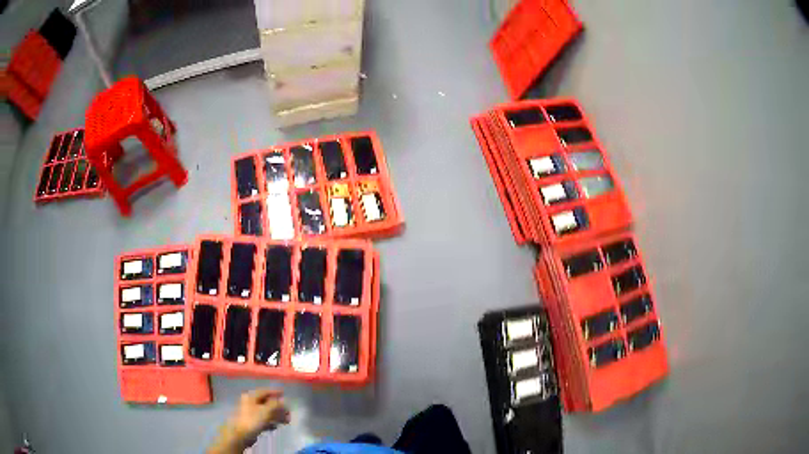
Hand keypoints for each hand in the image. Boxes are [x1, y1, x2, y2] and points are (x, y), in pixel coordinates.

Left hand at [208, 389, 290, 453]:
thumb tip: (283, 401)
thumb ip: (275, 405)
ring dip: (276, 416)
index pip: (265, 391)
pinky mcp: (251, 422)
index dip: (275, 392)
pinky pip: (263, 420)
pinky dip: (270, 422)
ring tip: (286, 421)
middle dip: (278, 407)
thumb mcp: (266, 411)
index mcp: (251, 396)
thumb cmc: (252, 420)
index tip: (284, 394)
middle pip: (267, 402)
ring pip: (266, 412)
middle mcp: (250, 402)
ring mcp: (250, 413)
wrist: (240, 434)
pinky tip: (276, 427)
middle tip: (289, 412)